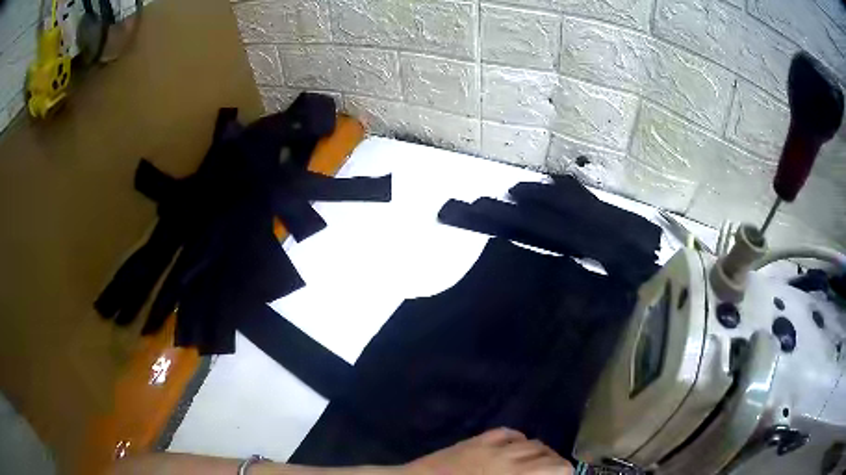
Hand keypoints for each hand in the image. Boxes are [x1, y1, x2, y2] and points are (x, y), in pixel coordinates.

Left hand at [405, 428, 572, 474]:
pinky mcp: (476, 441)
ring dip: (540, 452)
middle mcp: (510, 459)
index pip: (555, 468)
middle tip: (554, 474)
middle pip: (546, 455)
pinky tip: (517, 447)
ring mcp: (492, 447)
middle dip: (556, 464)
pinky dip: (518, 439)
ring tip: (538, 462)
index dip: (566, 472)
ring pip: (530, 443)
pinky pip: (507, 433)